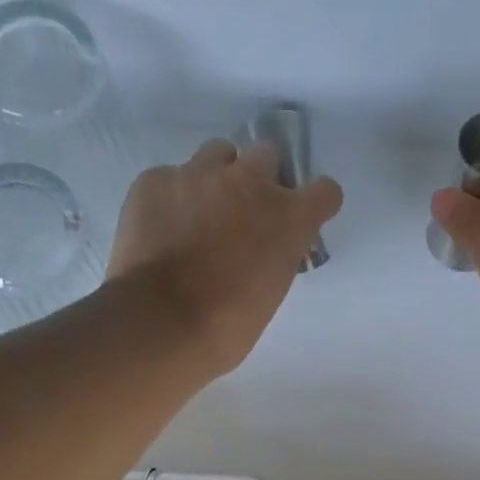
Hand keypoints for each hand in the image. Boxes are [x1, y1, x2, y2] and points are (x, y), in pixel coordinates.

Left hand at [107, 138, 342, 377]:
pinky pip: (170, 177)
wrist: (160, 322)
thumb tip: (262, 249)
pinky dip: (170, 198)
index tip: (303, 216)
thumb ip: (275, 256)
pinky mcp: (155, 179)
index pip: (325, 192)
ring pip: (217, 152)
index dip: (315, 203)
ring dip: (217, 175)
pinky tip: (160, 228)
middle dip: (260, 177)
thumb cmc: (225, 327)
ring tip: (199, 210)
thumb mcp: (270, 293)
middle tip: (245, 210)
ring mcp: (199, 175)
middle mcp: (249, 183)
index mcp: (288, 219)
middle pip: (267, 153)